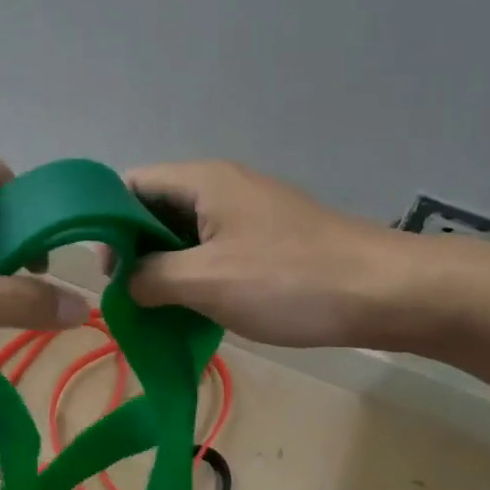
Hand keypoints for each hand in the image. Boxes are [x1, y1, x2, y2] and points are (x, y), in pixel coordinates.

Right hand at [120, 161, 424, 348]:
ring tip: (158, 309)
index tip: (107, 270)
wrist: (383, 292)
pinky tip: (197, 309)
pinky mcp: (269, 238)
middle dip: (135, 251)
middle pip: (156, 208)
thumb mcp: (204, 281)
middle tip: (130, 296)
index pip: (130, 185)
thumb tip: (125, 282)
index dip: (107, 222)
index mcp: (202, 181)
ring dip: (166, 268)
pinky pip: (215, 250)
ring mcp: (249, 212)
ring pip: (186, 234)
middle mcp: (222, 186)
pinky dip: (197, 275)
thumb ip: (150, 277)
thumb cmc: (287, 281)